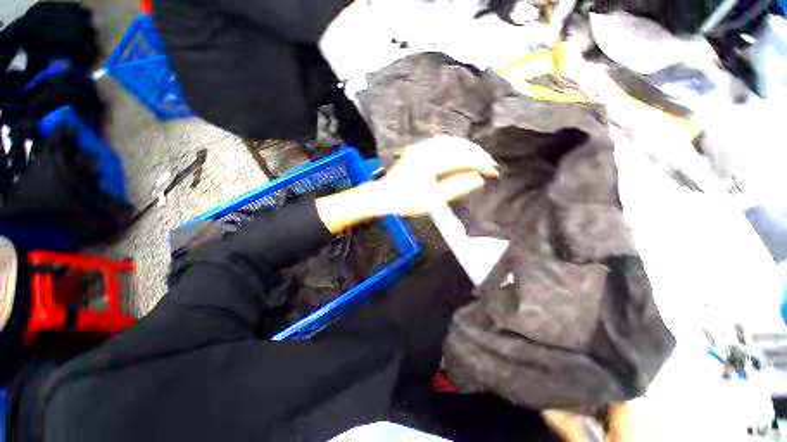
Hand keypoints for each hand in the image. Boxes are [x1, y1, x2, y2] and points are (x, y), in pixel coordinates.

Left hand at [316, 136, 497, 232]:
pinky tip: (459, 151)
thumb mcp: (433, 199)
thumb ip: (457, 187)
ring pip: (449, 141)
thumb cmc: (406, 201)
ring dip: (466, 148)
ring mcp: (420, 148)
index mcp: (431, 162)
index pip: (462, 158)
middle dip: (476, 153)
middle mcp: (426, 149)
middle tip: (490, 164)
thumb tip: (478, 179)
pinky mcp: (416, 150)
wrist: (382, 196)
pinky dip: (454, 146)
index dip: (479, 164)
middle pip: (458, 146)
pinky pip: (439, 142)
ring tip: (478, 157)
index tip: (493, 171)